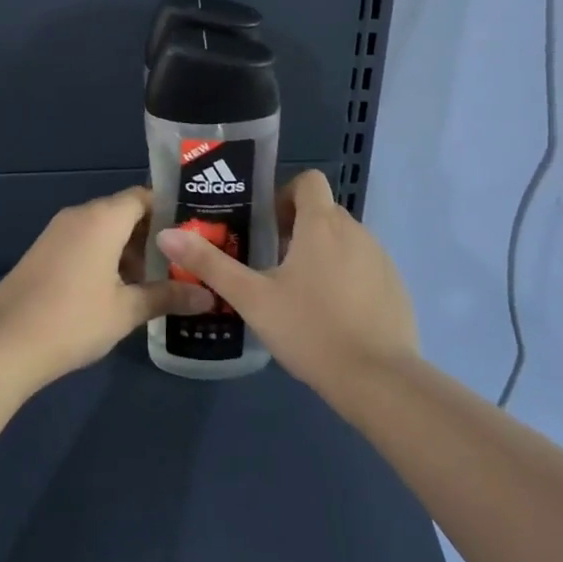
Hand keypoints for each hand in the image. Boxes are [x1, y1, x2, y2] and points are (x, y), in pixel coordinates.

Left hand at [0, 186, 212, 386]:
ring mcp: (56, 232)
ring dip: (128, 251)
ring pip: (103, 230)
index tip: (194, 233)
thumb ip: (168, 296)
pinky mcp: (42, 252)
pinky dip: (104, 257)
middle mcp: (79, 215)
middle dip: (152, 236)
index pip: (145, 196)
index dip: (171, 211)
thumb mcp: (127, 310)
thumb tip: (207, 296)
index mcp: (103, 218)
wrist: (3, 345)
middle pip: (124, 212)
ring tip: (154, 282)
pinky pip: (83, 243)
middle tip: (181, 263)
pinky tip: (116, 291)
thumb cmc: (73, 320)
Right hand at [156, 170, 418, 391]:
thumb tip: (166, 234)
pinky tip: (331, 314)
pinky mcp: (396, 286)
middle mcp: (356, 231)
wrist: (378, 379)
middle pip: (324, 211)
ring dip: (321, 252)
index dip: (285, 194)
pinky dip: (346, 276)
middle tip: (271, 262)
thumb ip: (210, 264)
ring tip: (298, 292)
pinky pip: (364, 266)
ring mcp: (381, 259)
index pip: (309, 181)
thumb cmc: (310, 329)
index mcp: (321, 224)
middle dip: (297, 227)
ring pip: (345, 240)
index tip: (266, 226)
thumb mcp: (252, 298)